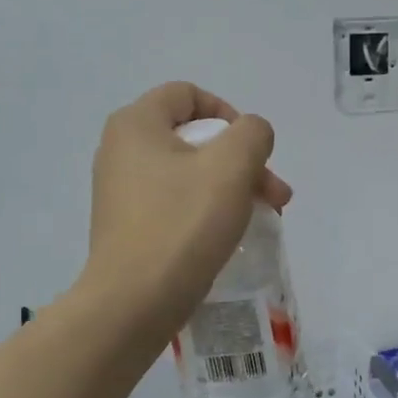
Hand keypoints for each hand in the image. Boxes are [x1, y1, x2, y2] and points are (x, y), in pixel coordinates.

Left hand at [84, 82, 290, 342]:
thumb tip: (250, 136)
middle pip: (195, 137)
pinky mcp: (129, 225)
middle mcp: (121, 150)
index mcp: (136, 124)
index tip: (253, 150)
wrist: (134, 303)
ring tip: (266, 217)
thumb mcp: (231, 166)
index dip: (229, 113)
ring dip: (233, 187)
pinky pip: (176, 202)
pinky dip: (208, 210)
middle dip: (243, 161)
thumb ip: (252, 133)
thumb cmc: (182, 224)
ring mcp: (121, 191)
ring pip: (190, 173)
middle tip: (275, 195)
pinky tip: (232, 235)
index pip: (189, 94)